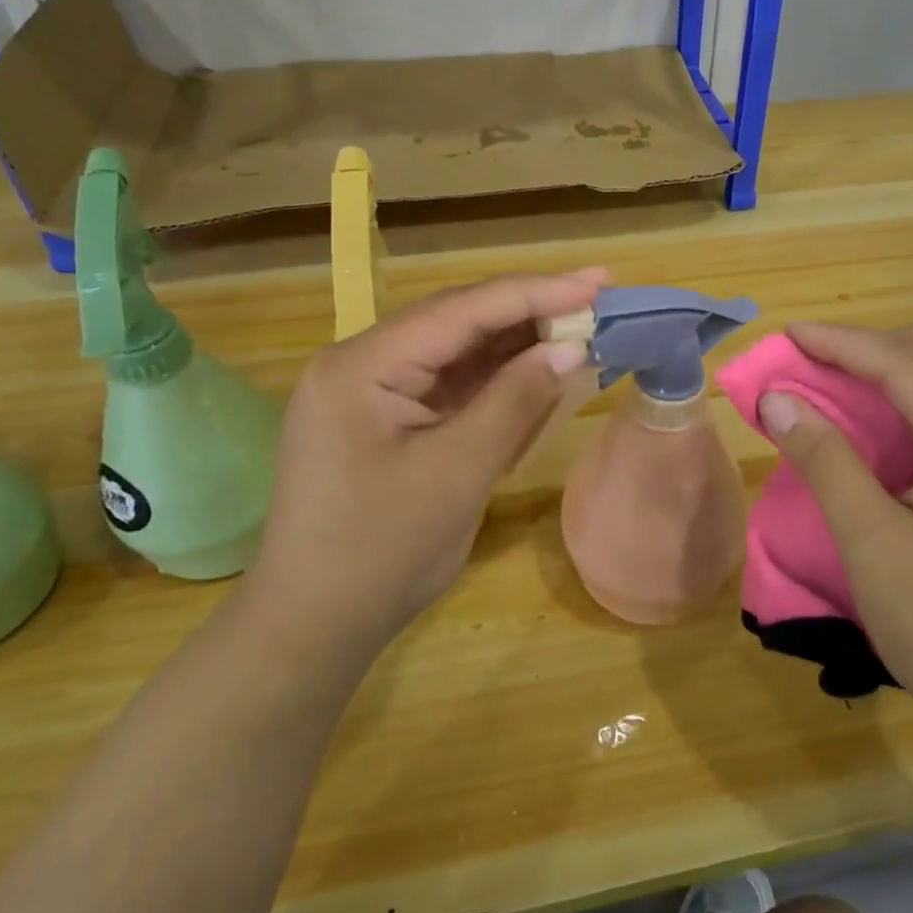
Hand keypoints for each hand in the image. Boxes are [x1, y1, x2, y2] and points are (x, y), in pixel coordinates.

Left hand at [241, 270, 603, 659]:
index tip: (595, 284)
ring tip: (582, 326)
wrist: (315, 628)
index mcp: (362, 365)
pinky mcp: (392, 418)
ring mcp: (376, 391)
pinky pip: (454, 384)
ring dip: (519, 342)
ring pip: (460, 350)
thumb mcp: (456, 474)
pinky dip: (500, 378)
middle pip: (459, 320)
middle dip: (530, 309)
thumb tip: (571, 348)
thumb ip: (514, 402)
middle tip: (598, 295)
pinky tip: (541, 368)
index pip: (460, 311)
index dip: (533, 293)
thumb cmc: (380, 553)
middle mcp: (363, 363)